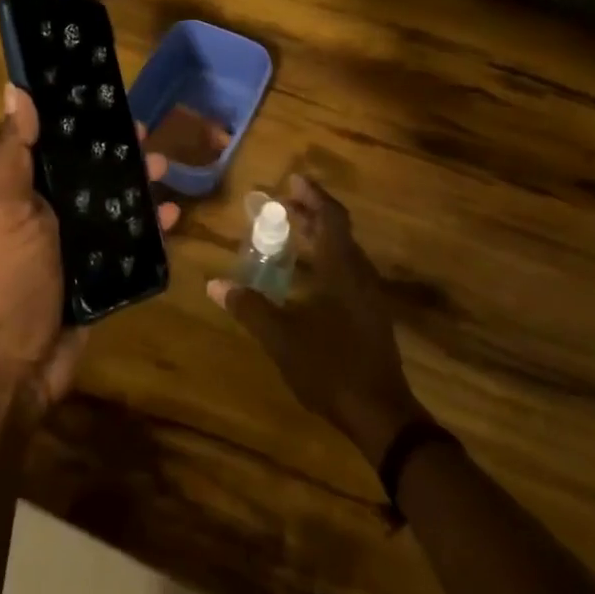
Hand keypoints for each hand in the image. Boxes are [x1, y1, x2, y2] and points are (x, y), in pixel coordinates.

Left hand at [0, 84, 178, 414]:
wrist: (18, 363)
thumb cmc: (11, 277)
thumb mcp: (7, 209)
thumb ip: (13, 152)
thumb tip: (14, 88)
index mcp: (26, 194)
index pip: (56, 146)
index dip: (80, 122)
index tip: (108, 100)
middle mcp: (53, 215)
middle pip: (92, 173)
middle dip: (119, 153)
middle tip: (147, 137)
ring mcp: (80, 246)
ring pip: (117, 204)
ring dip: (141, 184)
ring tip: (165, 169)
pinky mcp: (103, 274)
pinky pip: (133, 242)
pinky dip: (154, 227)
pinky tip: (175, 215)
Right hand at [208, 175, 424, 463]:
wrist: (381, 413)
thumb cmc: (330, 367)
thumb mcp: (281, 338)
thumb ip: (249, 308)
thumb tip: (213, 284)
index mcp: (342, 269)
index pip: (331, 217)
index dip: (313, 195)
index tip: (292, 180)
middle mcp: (360, 273)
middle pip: (339, 230)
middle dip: (312, 212)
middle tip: (283, 203)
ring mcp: (369, 295)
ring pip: (345, 250)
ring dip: (321, 235)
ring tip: (293, 232)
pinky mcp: (371, 313)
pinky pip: (348, 269)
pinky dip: (327, 257)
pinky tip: (309, 275)